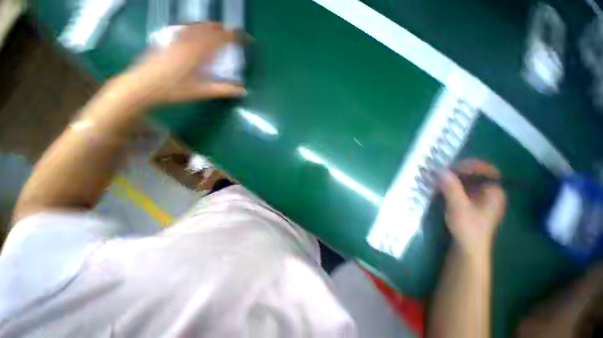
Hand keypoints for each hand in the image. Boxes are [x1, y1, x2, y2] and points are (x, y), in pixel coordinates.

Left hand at [110, 23, 245, 106]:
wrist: (142, 86)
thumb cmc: (174, 89)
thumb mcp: (202, 92)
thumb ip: (224, 90)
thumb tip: (243, 91)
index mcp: (199, 51)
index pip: (222, 38)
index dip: (236, 36)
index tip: (247, 39)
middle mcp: (188, 40)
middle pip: (210, 28)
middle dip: (224, 30)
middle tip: (233, 36)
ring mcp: (176, 38)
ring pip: (197, 26)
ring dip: (211, 27)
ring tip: (218, 32)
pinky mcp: (167, 40)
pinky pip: (186, 28)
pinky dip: (196, 28)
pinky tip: (195, 33)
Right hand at [439, 159, 505, 258]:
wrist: (468, 248)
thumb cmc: (468, 228)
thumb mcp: (458, 207)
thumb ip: (451, 187)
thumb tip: (439, 169)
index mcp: (494, 191)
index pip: (486, 169)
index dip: (470, 165)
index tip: (451, 167)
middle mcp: (489, 191)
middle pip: (475, 173)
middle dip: (458, 170)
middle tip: (441, 171)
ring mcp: (479, 197)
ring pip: (467, 180)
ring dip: (452, 177)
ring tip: (438, 177)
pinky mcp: (470, 202)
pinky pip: (461, 187)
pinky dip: (451, 184)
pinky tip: (440, 186)